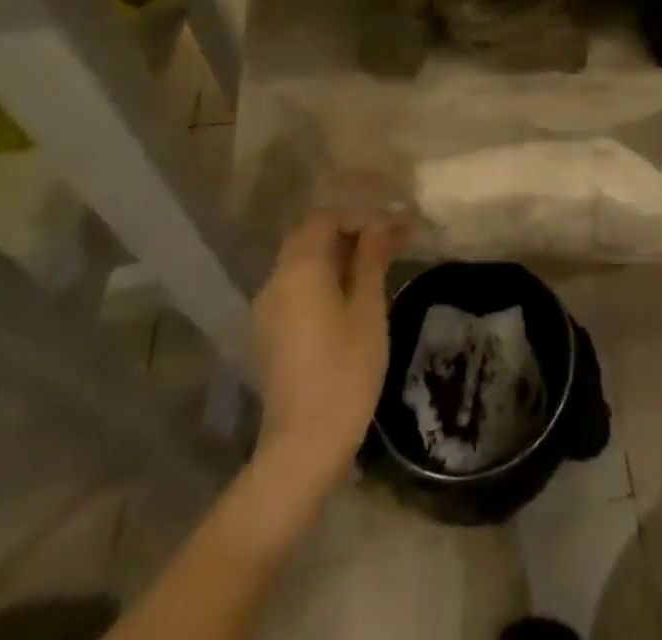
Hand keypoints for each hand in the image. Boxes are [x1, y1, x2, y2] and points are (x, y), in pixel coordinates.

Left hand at [251, 210, 407, 493]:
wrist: (304, 445)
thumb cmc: (345, 369)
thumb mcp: (368, 307)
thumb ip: (371, 259)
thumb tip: (382, 225)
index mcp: (298, 268)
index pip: (325, 219)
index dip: (361, 216)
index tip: (395, 229)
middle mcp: (275, 281)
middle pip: (310, 237)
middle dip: (349, 232)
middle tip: (388, 242)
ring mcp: (267, 310)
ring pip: (302, 263)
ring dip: (337, 255)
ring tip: (377, 265)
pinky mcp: (269, 334)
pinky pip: (296, 288)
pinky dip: (323, 279)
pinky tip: (352, 295)